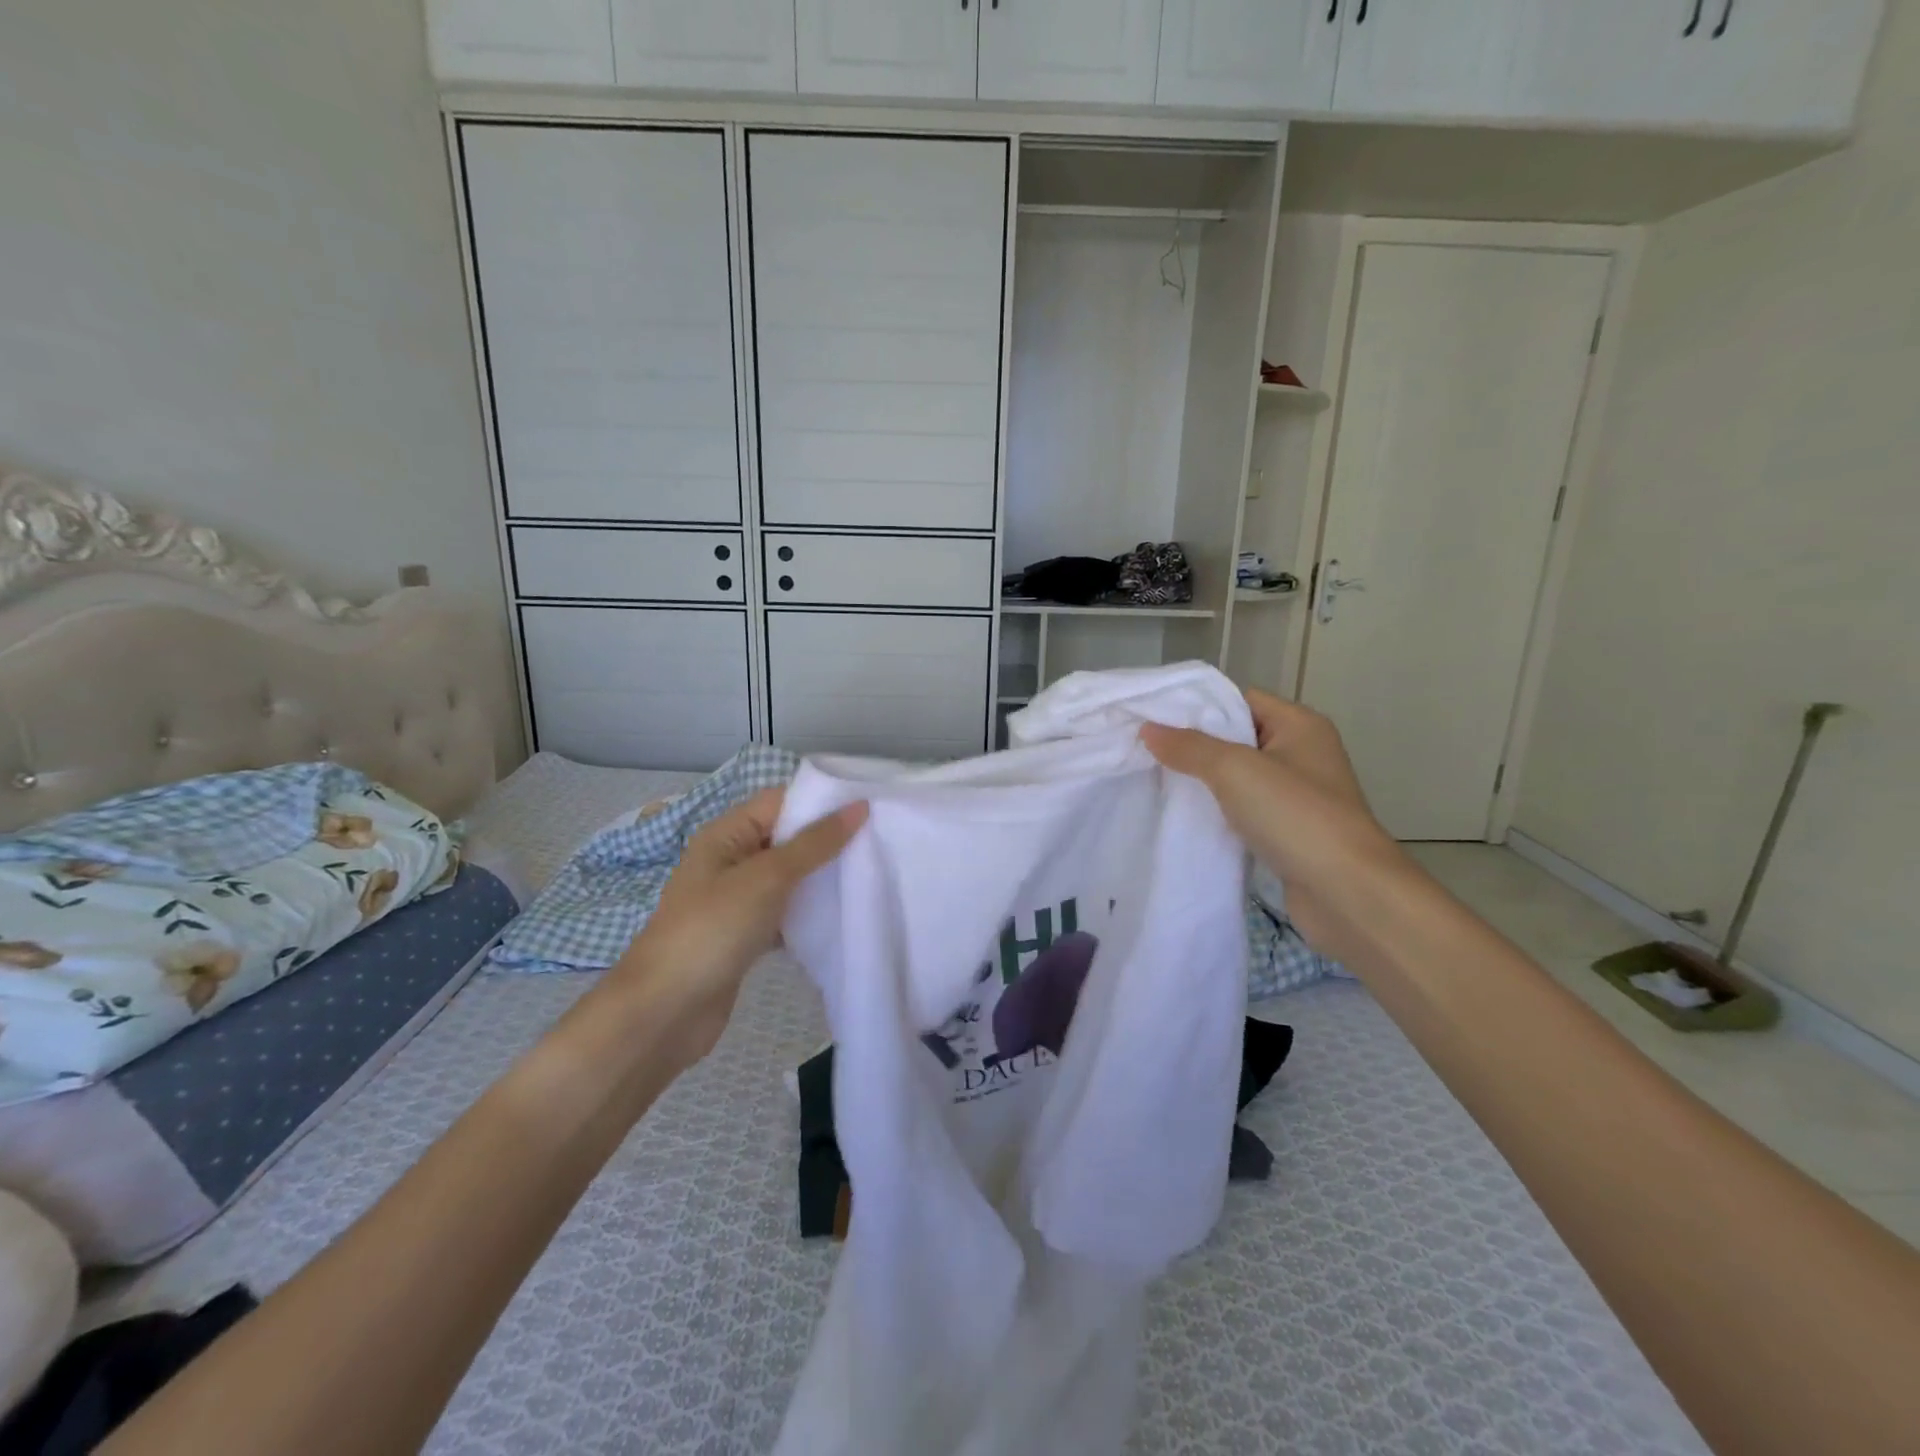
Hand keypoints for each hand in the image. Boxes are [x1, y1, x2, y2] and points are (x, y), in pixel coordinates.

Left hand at [607, 788, 866, 1067]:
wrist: (664, 1013)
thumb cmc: (712, 930)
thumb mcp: (766, 878)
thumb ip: (814, 843)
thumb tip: (859, 806)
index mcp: (725, 834)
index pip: (780, 801)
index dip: (822, 801)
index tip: (871, 808)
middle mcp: (730, 860)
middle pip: (787, 838)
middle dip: (829, 840)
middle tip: (880, 842)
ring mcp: (737, 900)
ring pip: (789, 877)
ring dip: (822, 877)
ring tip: (871, 874)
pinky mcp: (745, 935)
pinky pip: (786, 912)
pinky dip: (810, 912)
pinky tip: (843, 916)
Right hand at [1140, 690, 1401, 945]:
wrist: (1348, 894)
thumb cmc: (1295, 816)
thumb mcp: (1235, 769)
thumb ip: (1189, 747)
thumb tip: (1148, 729)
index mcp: (1300, 725)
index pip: (1239, 699)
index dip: (1197, 706)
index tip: (1152, 718)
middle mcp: (1301, 754)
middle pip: (1236, 738)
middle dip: (1193, 745)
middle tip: (1145, 751)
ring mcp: (1296, 796)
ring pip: (1237, 778)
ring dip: (1203, 782)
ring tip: (1155, 781)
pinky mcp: (1288, 832)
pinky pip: (1243, 811)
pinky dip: (1217, 813)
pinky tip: (1184, 817)